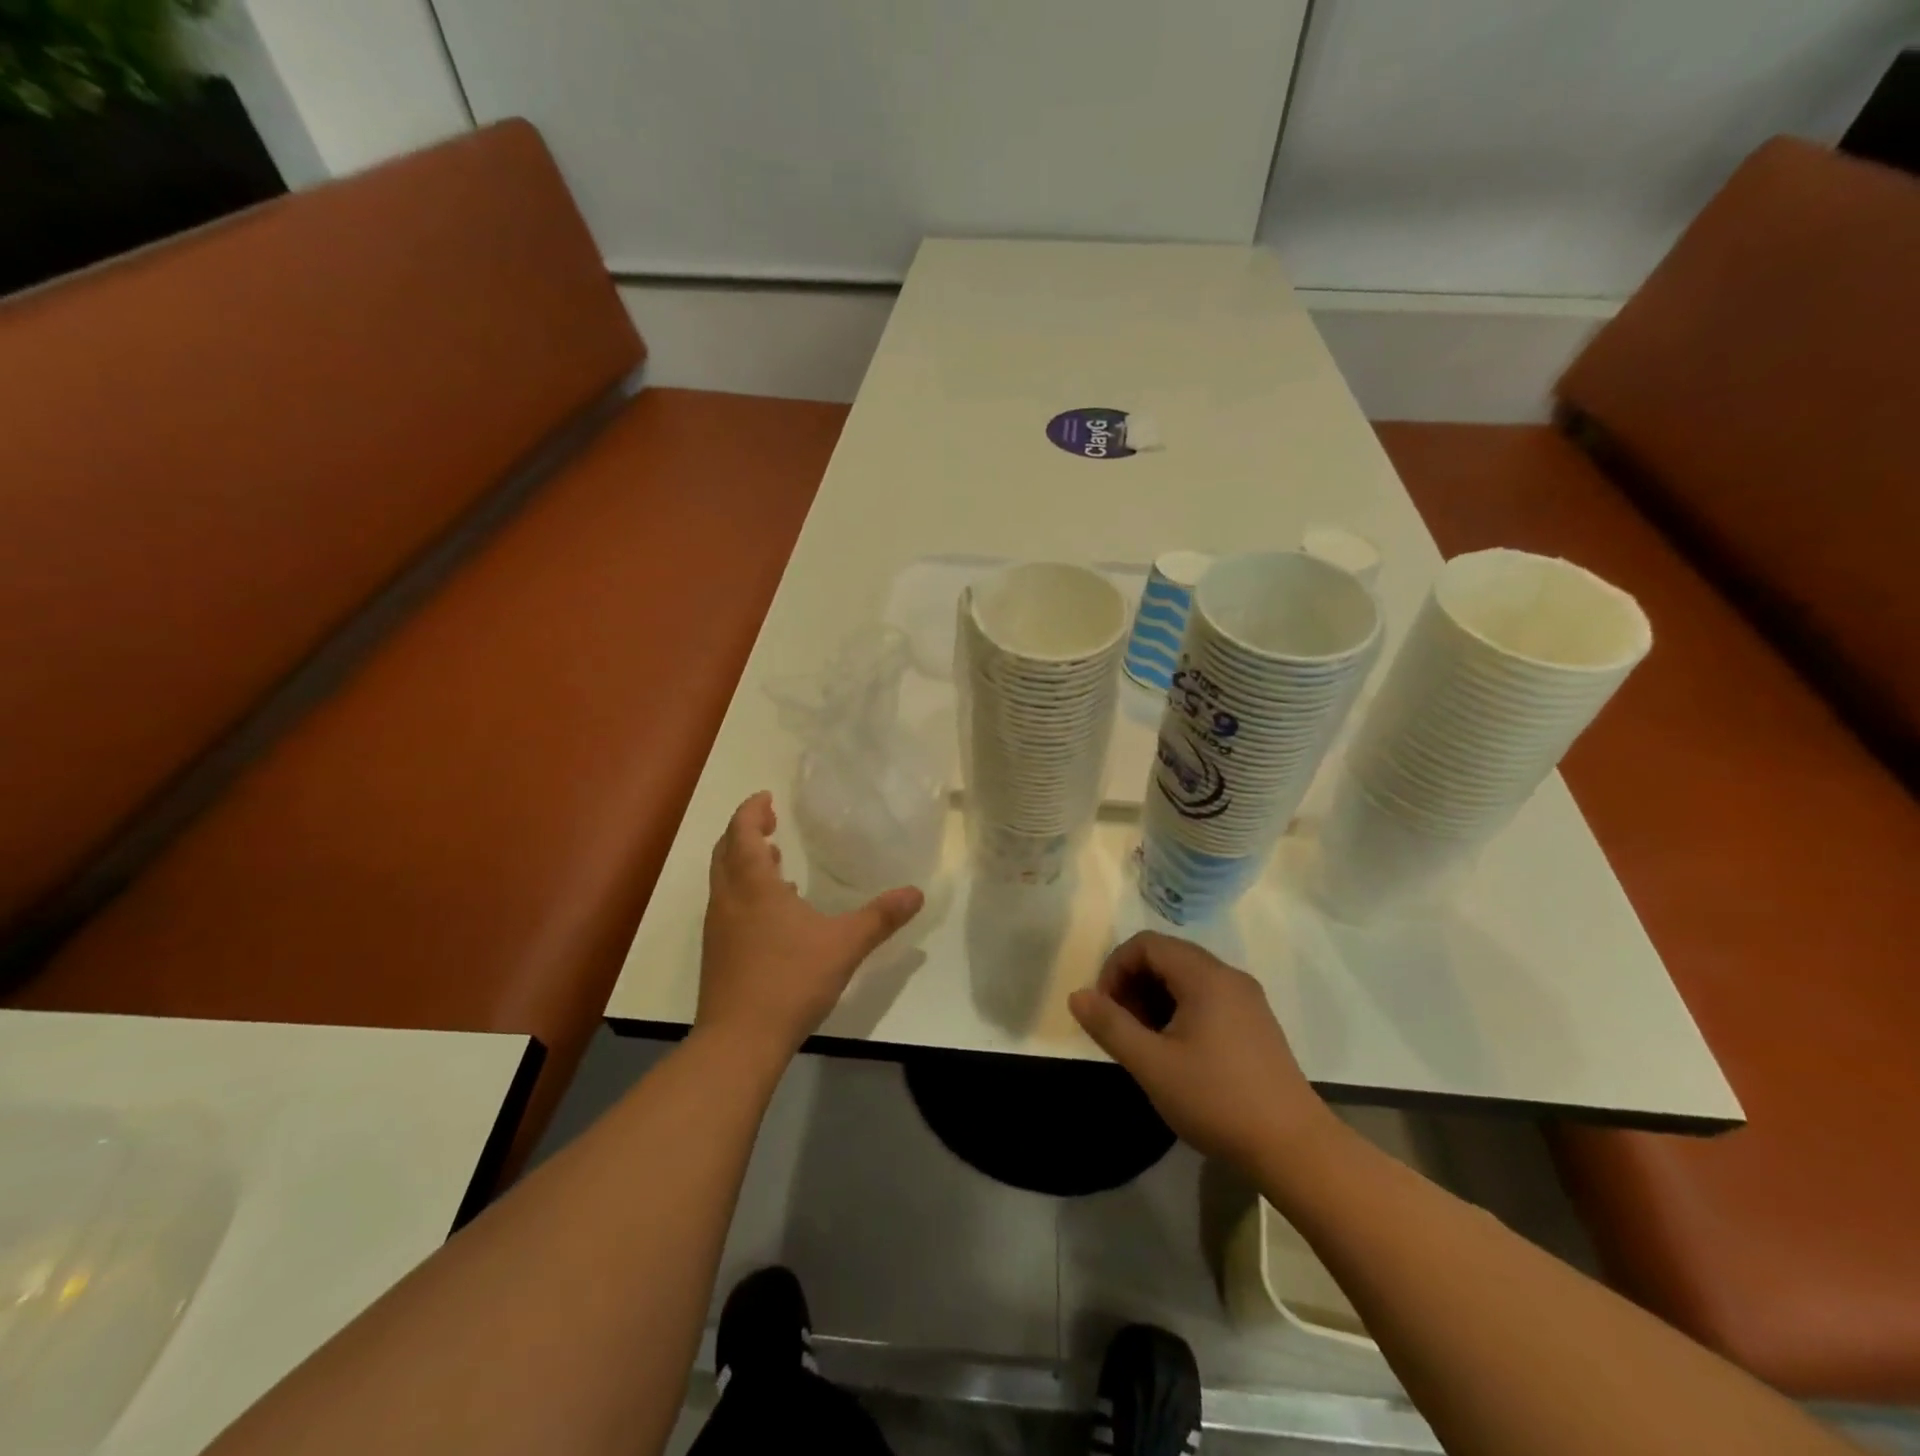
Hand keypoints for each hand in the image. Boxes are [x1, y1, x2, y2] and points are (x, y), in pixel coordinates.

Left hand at [699, 792, 924, 1059]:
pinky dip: (745, 891)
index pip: (742, 833)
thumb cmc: (791, 980)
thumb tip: (916, 892)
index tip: (766, 798)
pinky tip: (774, 911)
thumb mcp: (844, 944)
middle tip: (768, 821)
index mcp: (754, 886)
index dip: (751, 811)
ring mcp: (719, 928)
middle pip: (726, 852)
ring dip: (743, 862)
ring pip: (724, 880)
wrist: (739, 1040)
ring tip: (773, 858)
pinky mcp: (718, 953)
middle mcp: (729, 899)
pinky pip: (728, 905)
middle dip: (744, 831)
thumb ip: (881, 917)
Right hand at [1069, 932, 1333, 1167]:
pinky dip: (1179, 1011)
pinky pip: (1207, 998)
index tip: (1104, 1010)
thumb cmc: (1217, 1099)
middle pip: (1167, 957)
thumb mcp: (1152, 1064)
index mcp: (1205, 975)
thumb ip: (1110, 1025)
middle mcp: (1229, 976)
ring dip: (1155, 1000)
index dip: (1115, 968)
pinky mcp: (1256, 1024)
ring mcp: (1247, 1000)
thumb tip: (1077, 995)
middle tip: (1121, 1028)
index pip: (1146, 944)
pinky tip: (1176, 1053)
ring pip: (1186, 979)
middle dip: (1133, 985)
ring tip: (1144, 1044)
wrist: (1295, 1149)